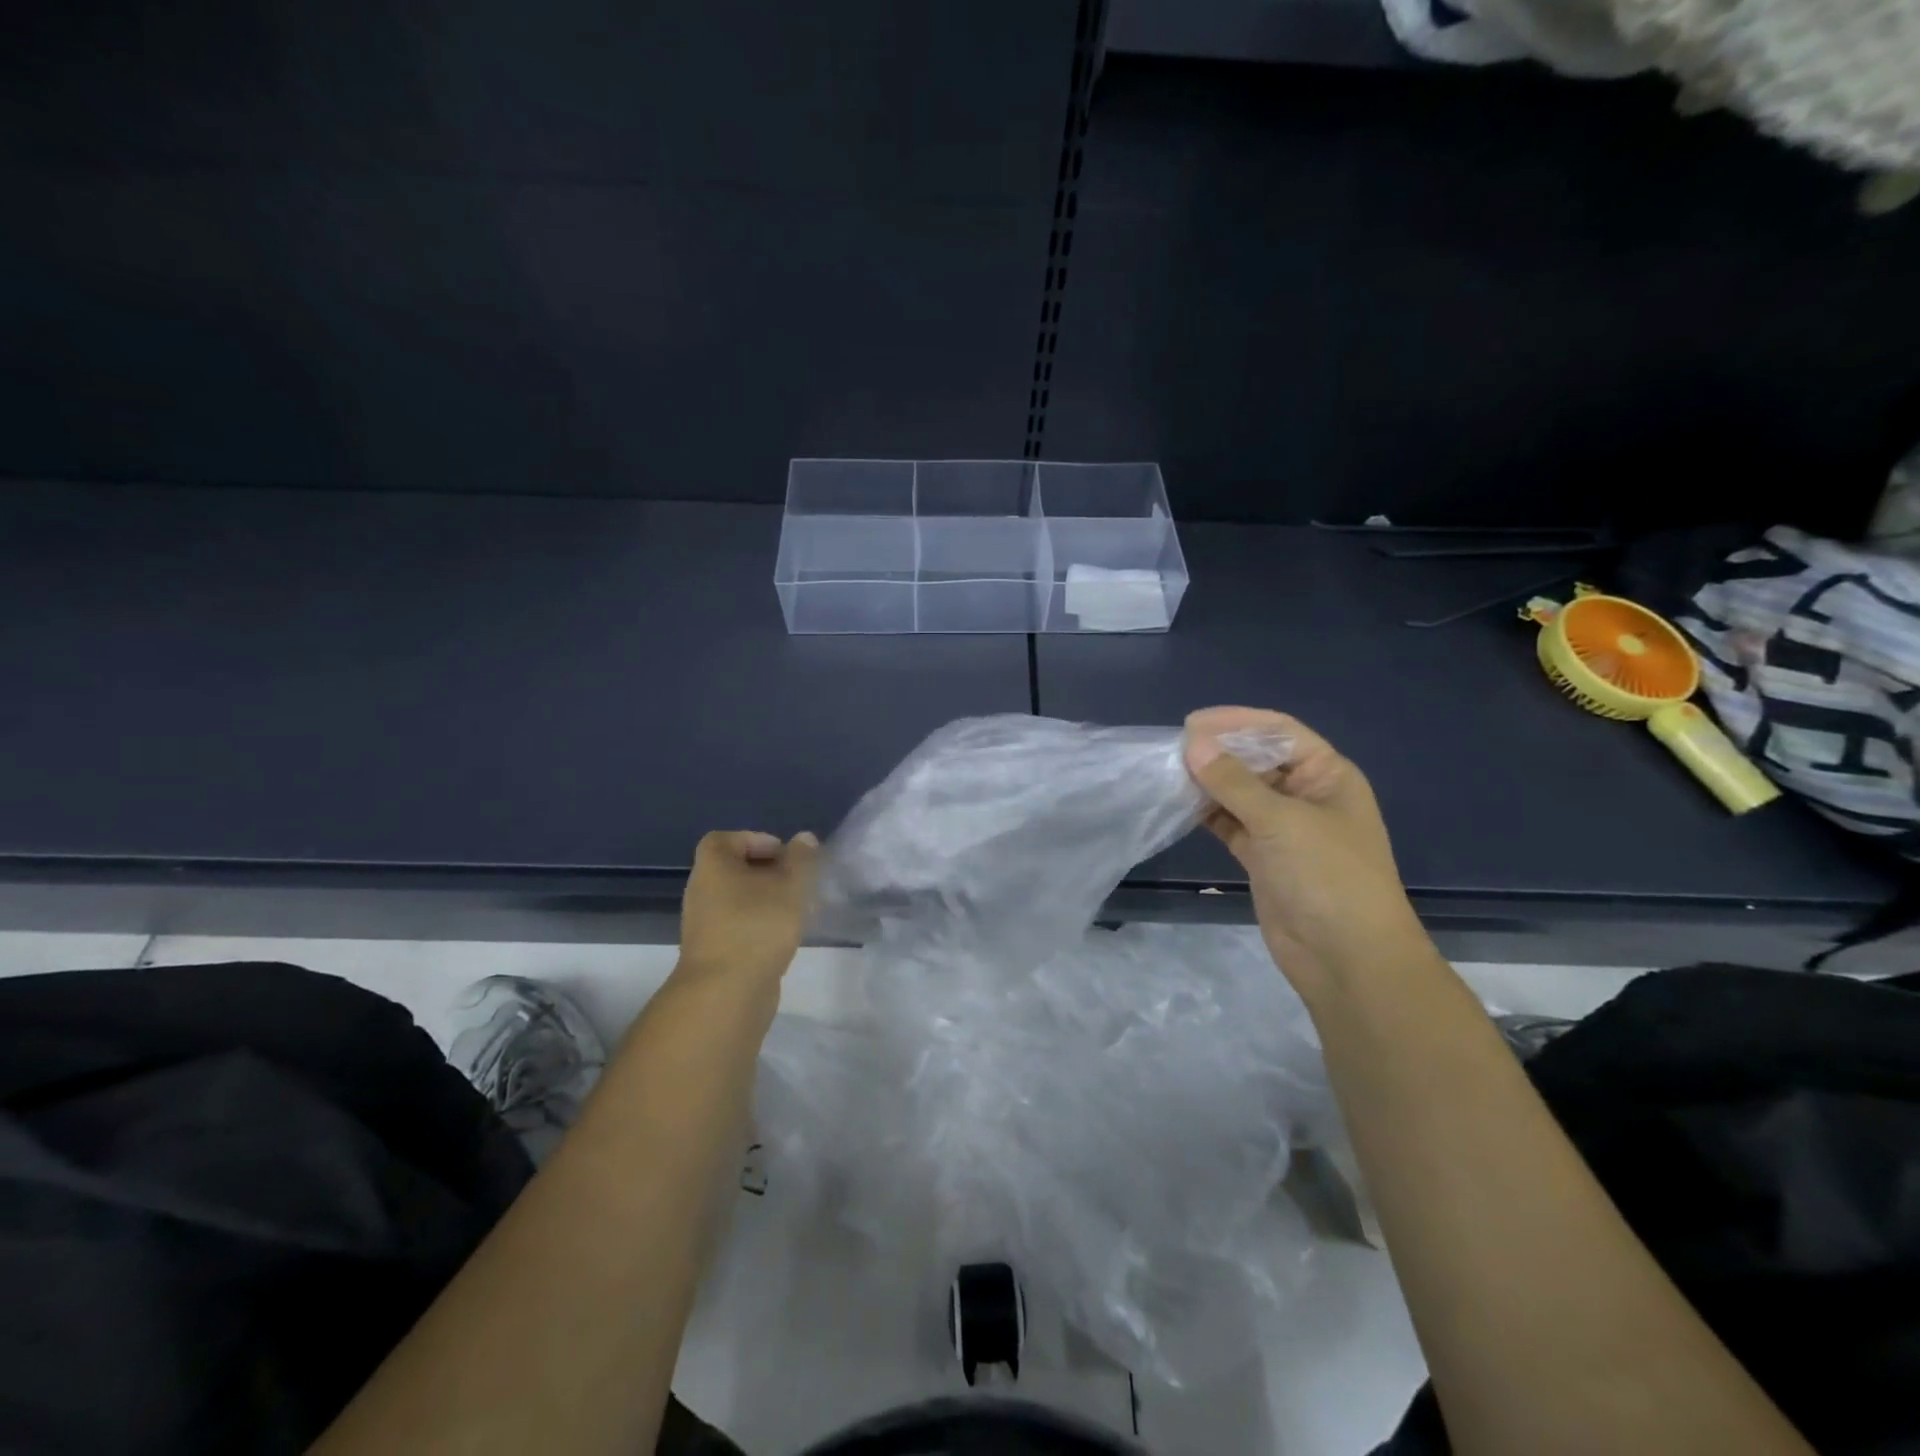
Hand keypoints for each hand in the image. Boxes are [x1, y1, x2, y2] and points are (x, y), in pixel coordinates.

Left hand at [678, 830, 819, 984]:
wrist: (725, 993)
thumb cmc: (757, 926)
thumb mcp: (790, 886)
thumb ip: (801, 860)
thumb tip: (804, 839)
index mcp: (712, 866)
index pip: (727, 839)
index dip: (757, 840)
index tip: (786, 856)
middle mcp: (702, 890)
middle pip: (734, 869)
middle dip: (769, 872)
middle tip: (798, 881)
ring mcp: (705, 923)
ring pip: (739, 899)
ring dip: (767, 899)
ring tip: (797, 909)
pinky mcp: (714, 950)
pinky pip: (739, 924)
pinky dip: (760, 923)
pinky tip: (784, 935)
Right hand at [1183, 706, 1435, 999]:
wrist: (1347, 958)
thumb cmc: (1327, 877)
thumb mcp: (1281, 821)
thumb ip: (1234, 781)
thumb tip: (1193, 744)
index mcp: (1327, 775)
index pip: (1280, 732)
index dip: (1238, 721)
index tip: (1192, 723)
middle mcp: (1306, 795)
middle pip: (1258, 760)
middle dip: (1219, 751)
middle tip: (1174, 749)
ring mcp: (1284, 828)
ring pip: (1240, 793)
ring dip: (1208, 782)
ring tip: (1169, 772)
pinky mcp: (1263, 856)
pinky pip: (1231, 823)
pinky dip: (1207, 813)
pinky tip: (1179, 804)